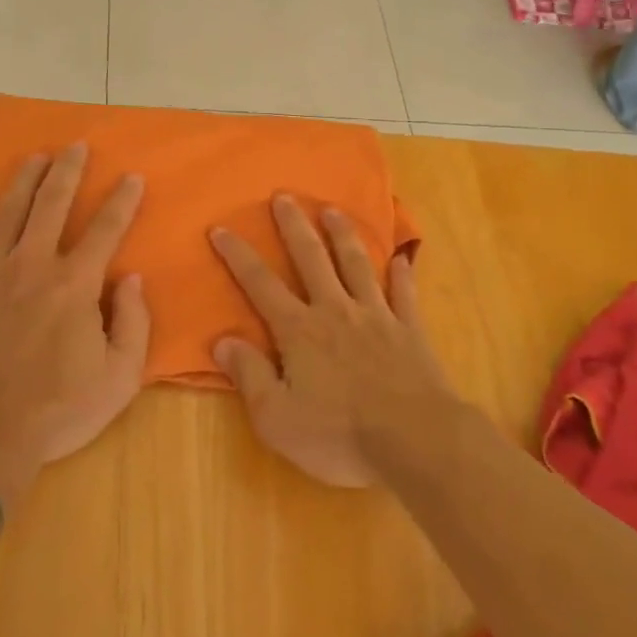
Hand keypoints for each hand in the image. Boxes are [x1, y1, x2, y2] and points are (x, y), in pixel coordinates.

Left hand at [0, 144, 150, 476]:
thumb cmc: (57, 412)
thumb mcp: (119, 378)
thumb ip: (134, 323)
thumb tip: (132, 279)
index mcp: (75, 284)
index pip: (105, 230)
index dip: (122, 201)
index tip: (132, 176)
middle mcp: (32, 265)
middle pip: (52, 205)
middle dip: (68, 172)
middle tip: (76, 146)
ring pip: (7, 213)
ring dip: (23, 181)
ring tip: (35, 157)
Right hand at [209, 196, 458, 486]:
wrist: (415, 440)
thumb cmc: (340, 434)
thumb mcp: (277, 418)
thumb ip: (249, 375)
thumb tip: (222, 340)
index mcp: (299, 331)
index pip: (261, 284)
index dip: (238, 256)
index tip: (221, 228)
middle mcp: (335, 311)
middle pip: (311, 259)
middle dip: (294, 226)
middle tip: (284, 196)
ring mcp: (376, 316)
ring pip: (356, 265)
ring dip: (342, 235)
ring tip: (333, 210)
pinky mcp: (410, 330)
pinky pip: (404, 294)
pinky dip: (402, 274)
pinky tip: (402, 258)